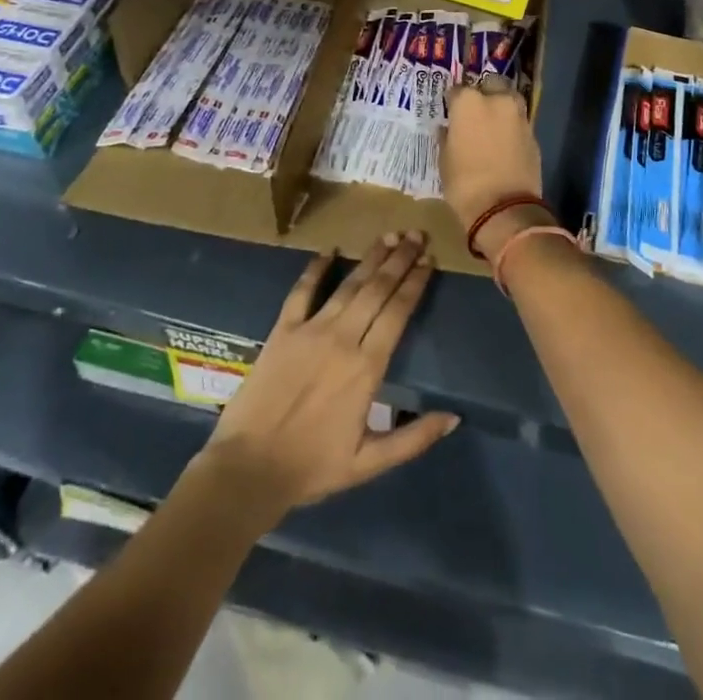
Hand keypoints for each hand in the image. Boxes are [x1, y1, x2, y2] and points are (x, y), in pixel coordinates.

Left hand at [200, 232, 458, 518]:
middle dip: (399, 259)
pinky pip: (302, 291)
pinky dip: (316, 268)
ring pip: (348, 285)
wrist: (249, 468)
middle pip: (377, 289)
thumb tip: (453, 417)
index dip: (415, 283)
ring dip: (370, 258)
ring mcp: (310, 330)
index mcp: (367, 367)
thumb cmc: (313, 467)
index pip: (398, 312)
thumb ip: (414, 438)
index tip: (429, 260)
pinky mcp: (282, 329)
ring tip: (388, 236)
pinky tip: (329, 250)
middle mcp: (343, 338)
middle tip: (416, 234)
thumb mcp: (369, 463)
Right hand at [442, 80, 552, 256]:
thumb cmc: (464, 184)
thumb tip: (448, 129)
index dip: (453, 102)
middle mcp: (496, 101)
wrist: (504, 209)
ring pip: (509, 100)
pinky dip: (511, 127)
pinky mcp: (533, 134)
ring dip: (500, 107)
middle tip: (474, 113)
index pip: (457, 90)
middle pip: (490, 85)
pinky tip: (503, 142)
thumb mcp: (445, 160)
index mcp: (469, 102)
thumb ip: (447, 137)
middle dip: (483, 93)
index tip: (450, 112)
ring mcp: (518, 116)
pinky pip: (518, 122)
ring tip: (491, 125)